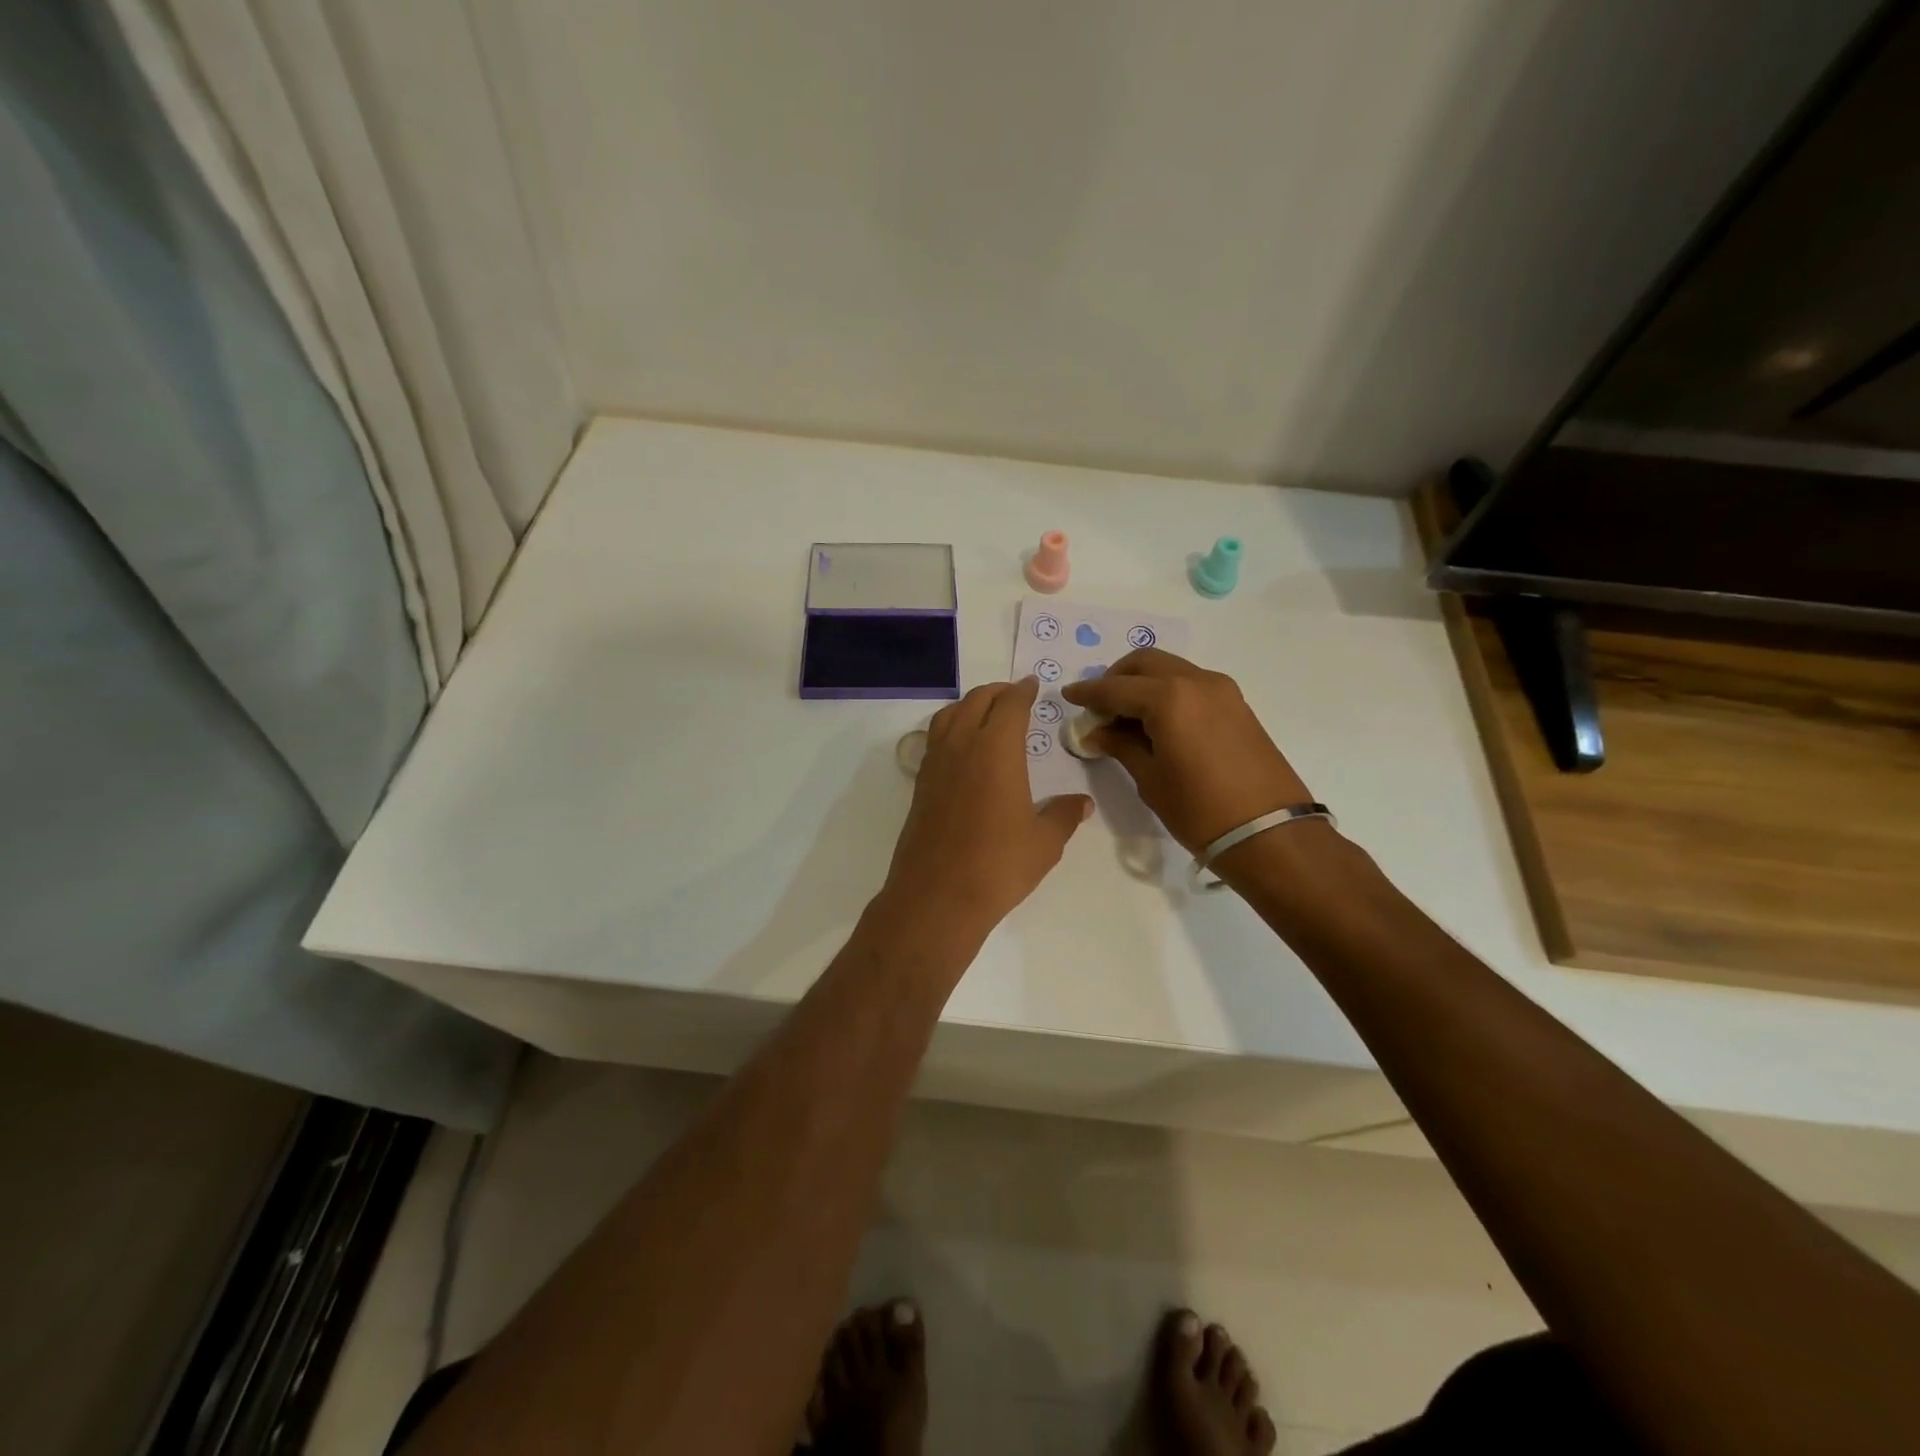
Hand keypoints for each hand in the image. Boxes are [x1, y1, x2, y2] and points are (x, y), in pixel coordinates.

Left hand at [878, 678, 1092, 941]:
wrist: (937, 896)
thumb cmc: (998, 865)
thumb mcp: (1044, 842)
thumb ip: (1064, 816)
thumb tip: (1083, 803)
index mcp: (996, 749)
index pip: (1011, 704)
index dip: (1023, 690)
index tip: (1033, 685)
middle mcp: (962, 746)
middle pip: (977, 701)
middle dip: (998, 692)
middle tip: (1015, 695)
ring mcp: (935, 764)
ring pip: (950, 715)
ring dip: (970, 705)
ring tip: (987, 713)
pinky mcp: (920, 784)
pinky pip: (936, 739)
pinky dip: (951, 727)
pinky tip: (962, 748)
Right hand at [1061, 649, 1312, 854]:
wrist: (1269, 833)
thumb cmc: (1199, 810)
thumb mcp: (1150, 779)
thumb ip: (1120, 746)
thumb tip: (1096, 731)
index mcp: (1169, 698)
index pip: (1115, 688)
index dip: (1088, 693)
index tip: (1069, 695)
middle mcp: (1195, 681)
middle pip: (1144, 663)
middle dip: (1116, 678)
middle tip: (1099, 707)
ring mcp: (1221, 689)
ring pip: (1170, 669)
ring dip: (1143, 682)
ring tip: (1126, 716)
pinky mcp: (1236, 704)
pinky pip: (1190, 683)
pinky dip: (1167, 691)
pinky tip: (1157, 721)